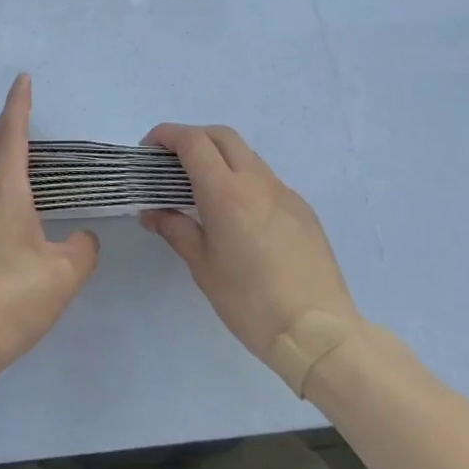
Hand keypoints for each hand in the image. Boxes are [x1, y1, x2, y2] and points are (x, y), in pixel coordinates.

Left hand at [0, 75, 99, 379]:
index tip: (24, 79)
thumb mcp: (62, 275)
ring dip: (4, 144)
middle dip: (9, 119)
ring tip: (25, 140)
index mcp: (6, 194)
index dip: (19, 106)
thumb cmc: (10, 300)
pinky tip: (18, 190)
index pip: (12, 137)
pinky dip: (3, 169)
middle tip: (25, 102)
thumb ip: (81, 250)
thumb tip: (82, 238)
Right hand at [140, 124, 358, 363]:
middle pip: (221, 136)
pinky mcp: (302, 209)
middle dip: (193, 138)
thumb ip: (176, 230)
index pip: (193, 141)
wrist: (319, 334)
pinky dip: (243, 180)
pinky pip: (266, 180)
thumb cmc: (251, 303)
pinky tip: (239, 216)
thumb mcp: (203, 268)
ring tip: (203, 189)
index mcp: (226, 192)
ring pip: (246, 155)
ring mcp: (284, 192)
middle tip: (173, 162)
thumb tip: (151, 213)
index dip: (167, 135)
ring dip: (220, 157)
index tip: (149, 148)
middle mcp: (256, 181)